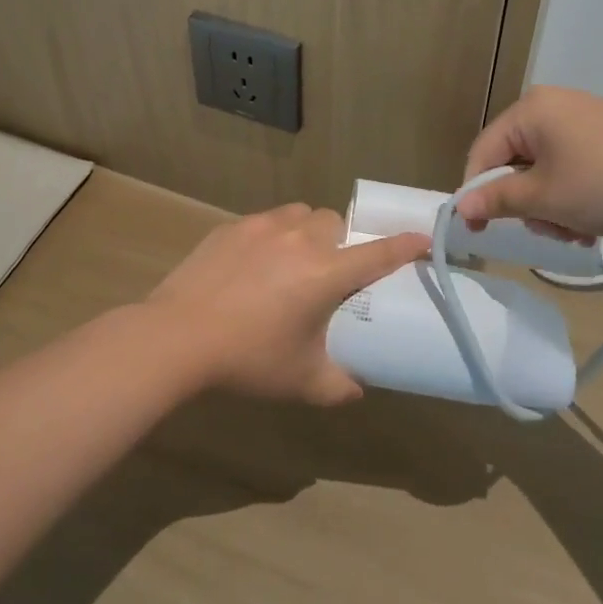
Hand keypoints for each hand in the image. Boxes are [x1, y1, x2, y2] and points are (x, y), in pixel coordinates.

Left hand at [145, 205, 428, 405]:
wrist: (178, 336)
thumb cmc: (249, 359)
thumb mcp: (301, 381)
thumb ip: (339, 385)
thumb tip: (358, 388)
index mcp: (325, 273)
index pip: (378, 253)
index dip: (406, 245)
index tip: (423, 238)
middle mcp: (300, 240)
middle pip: (335, 223)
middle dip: (341, 241)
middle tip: (330, 271)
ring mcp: (263, 228)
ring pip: (300, 215)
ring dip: (308, 231)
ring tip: (293, 261)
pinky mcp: (232, 226)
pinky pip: (265, 221)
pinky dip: (272, 236)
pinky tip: (254, 265)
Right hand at [457, 86, 602, 238]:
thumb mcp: (546, 198)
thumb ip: (497, 200)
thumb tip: (461, 208)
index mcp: (529, 110)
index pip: (482, 152)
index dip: (477, 193)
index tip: (480, 231)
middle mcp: (551, 105)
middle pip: (513, 161)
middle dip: (525, 203)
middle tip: (549, 230)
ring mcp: (581, 118)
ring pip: (542, 169)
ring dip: (550, 206)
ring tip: (577, 231)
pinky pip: (569, 166)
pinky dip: (572, 195)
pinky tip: (593, 220)